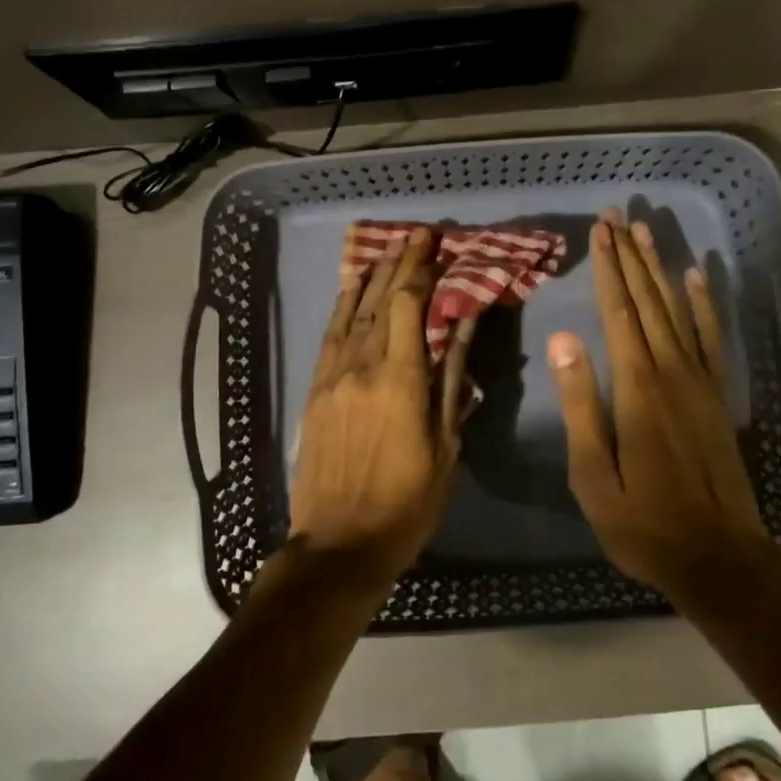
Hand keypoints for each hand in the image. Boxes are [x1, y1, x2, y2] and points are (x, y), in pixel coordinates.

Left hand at [287, 227, 474, 587]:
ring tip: (387, 250)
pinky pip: (330, 336)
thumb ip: (452, 380)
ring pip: (353, 313)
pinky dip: (343, 308)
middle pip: (381, 301)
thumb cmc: (406, 502)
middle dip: (400, 264)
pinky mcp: (315, 391)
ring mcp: (333, 377)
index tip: (435, 245)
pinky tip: (351, 290)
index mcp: (400, 380)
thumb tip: (464, 327)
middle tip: (416, 235)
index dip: (421, 271)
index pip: (409, 306)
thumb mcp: (444, 445)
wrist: (339, 544)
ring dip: (371, 278)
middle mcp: (362, 367)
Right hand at [548, 210, 774, 600]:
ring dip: (660, 269)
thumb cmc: (644, 521)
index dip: (607, 269)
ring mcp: (700, 381)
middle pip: (648, 301)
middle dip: (629, 257)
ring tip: (646, 232)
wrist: (719, 556)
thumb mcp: (594, 475)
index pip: (619, 312)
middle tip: (616, 217)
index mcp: (637, 388)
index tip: (599, 233)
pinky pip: (712, 337)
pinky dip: (705, 304)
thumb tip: (564, 341)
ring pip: (678, 310)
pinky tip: (697, 277)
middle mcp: (671, 372)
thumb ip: (580, 405)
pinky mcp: (717, 395)